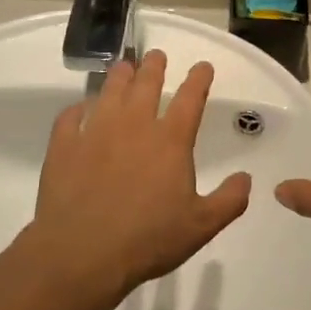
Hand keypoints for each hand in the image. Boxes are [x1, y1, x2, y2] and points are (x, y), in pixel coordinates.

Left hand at [29, 51, 251, 300]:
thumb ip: (229, 200)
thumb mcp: (202, 226)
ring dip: (119, 77)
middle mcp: (134, 126)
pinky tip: (79, 109)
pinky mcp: (64, 147)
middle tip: (156, 56)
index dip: (199, 79)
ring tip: (123, 67)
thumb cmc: (148, 239)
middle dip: (154, 67)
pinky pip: (70, 118)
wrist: (82, 253)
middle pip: (146, 85)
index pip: (190, 99)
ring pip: (109, 92)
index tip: (202, 66)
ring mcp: (95, 132)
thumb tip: (246, 178)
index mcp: (170, 141)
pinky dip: (76, 109)